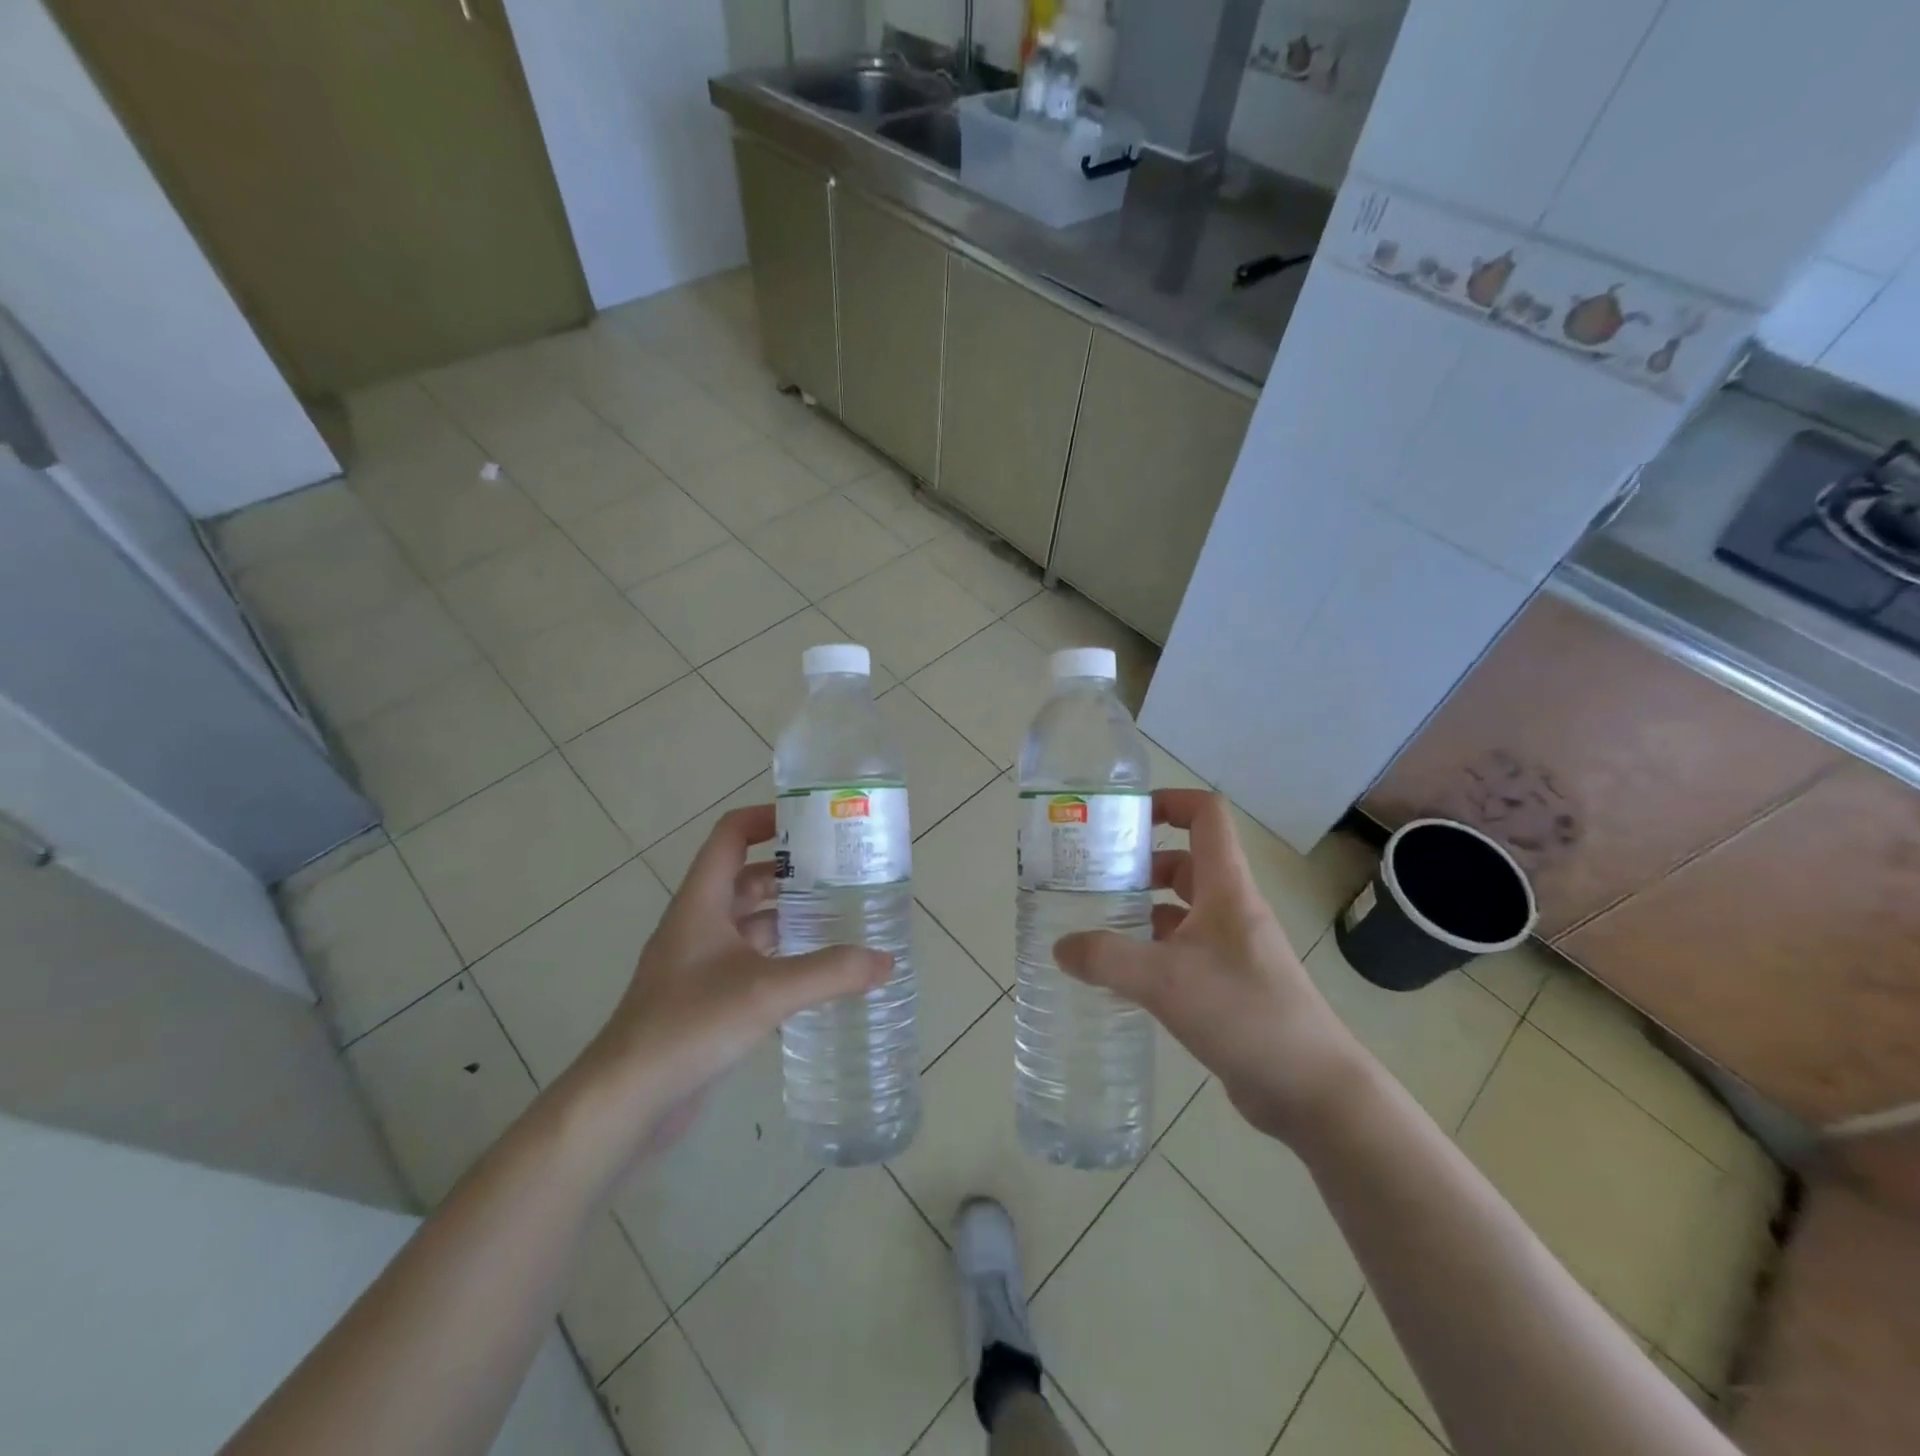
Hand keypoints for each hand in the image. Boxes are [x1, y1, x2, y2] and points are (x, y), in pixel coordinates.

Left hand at [573, 805, 891, 1155]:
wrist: (627, 1099)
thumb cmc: (689, 1025)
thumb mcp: (767, 991)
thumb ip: (830, 972)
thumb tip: (885, 961)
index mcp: (702, 902)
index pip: (730, 836)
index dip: (766, 818)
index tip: (812, 821)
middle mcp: (699, 923)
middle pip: (746, 878)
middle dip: (791, 872)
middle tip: (841, 873)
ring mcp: (699, 962)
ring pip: (750, 922)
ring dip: (789, 916)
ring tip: (839, 917)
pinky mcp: (705, 998)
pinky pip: (750, 960)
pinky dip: (781, 956)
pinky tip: (816, 972)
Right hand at [1052, 789, 1368, 1142]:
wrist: (1312, 1089)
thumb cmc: (1244, 1013)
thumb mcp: (1165, 980)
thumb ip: (1106, 959)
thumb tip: (1061, 947)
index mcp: (1226, 888)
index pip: (1206, 816)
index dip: (1169, 802)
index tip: (1125, 818)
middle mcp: (1231, 909)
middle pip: (1185, 863)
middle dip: (1140, 865)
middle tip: (1093, 880)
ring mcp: (1233, 949)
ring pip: (1182, 911)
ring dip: (1143, 911)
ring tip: (1097, 926)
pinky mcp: (1230, 986)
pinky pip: (1184, 952)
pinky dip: (1153, 953)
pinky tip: (1122, 976)